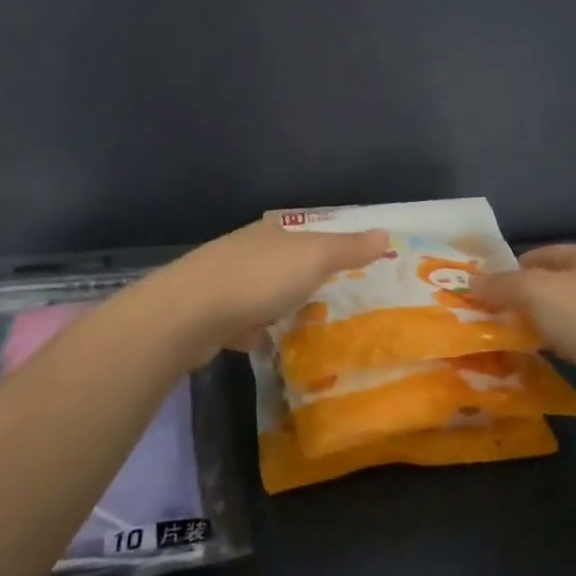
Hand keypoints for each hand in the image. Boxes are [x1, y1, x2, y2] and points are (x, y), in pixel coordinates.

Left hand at [163, 218, 390, 355]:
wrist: (189, 313)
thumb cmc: (259, 278)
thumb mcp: (314, 258)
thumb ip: (348, 248)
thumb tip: (385, 232)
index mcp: (271, 232)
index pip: (304, 233)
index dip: (326, 246)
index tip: (345, 266)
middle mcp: (245, 249)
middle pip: (280, 261)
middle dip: (300, 277)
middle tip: (329, 298)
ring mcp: (222, 281)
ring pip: (259, 290)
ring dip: (275, 303)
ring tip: (299, 323)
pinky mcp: (207, 314)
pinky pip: (239, 319)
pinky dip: (251, 329)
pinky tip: (263, 343)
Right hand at [471, 246, 575, 424]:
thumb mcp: (534, 291)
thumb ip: (502, 285)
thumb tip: (471, 281)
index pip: (547, 253)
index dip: (517, 265)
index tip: (490, 284)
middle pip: (558, 285)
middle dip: (527, 298)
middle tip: (495, 314)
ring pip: (568, 316)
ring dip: (543, 325)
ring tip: (511, 338)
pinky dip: (560, 349)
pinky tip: (542, 360)